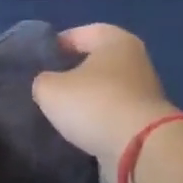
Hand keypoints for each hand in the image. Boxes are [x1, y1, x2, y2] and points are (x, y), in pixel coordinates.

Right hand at [32, 24, 178, 176]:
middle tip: (47, 87)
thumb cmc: (94, 104)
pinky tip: (80, 131)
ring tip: (60, 112)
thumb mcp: (51, 90)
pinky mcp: (146, 120)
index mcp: (115, 40)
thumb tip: (47, 85)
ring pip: (105, 89)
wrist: (139, 149)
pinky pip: (113, 113)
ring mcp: (144, 91)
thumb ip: (43, 81)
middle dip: (71, 73)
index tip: (36, 63)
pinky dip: (98, 119)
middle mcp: (135, 60)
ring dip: (86, 99)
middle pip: (95, 61)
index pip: (79, 34)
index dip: (55, 46)